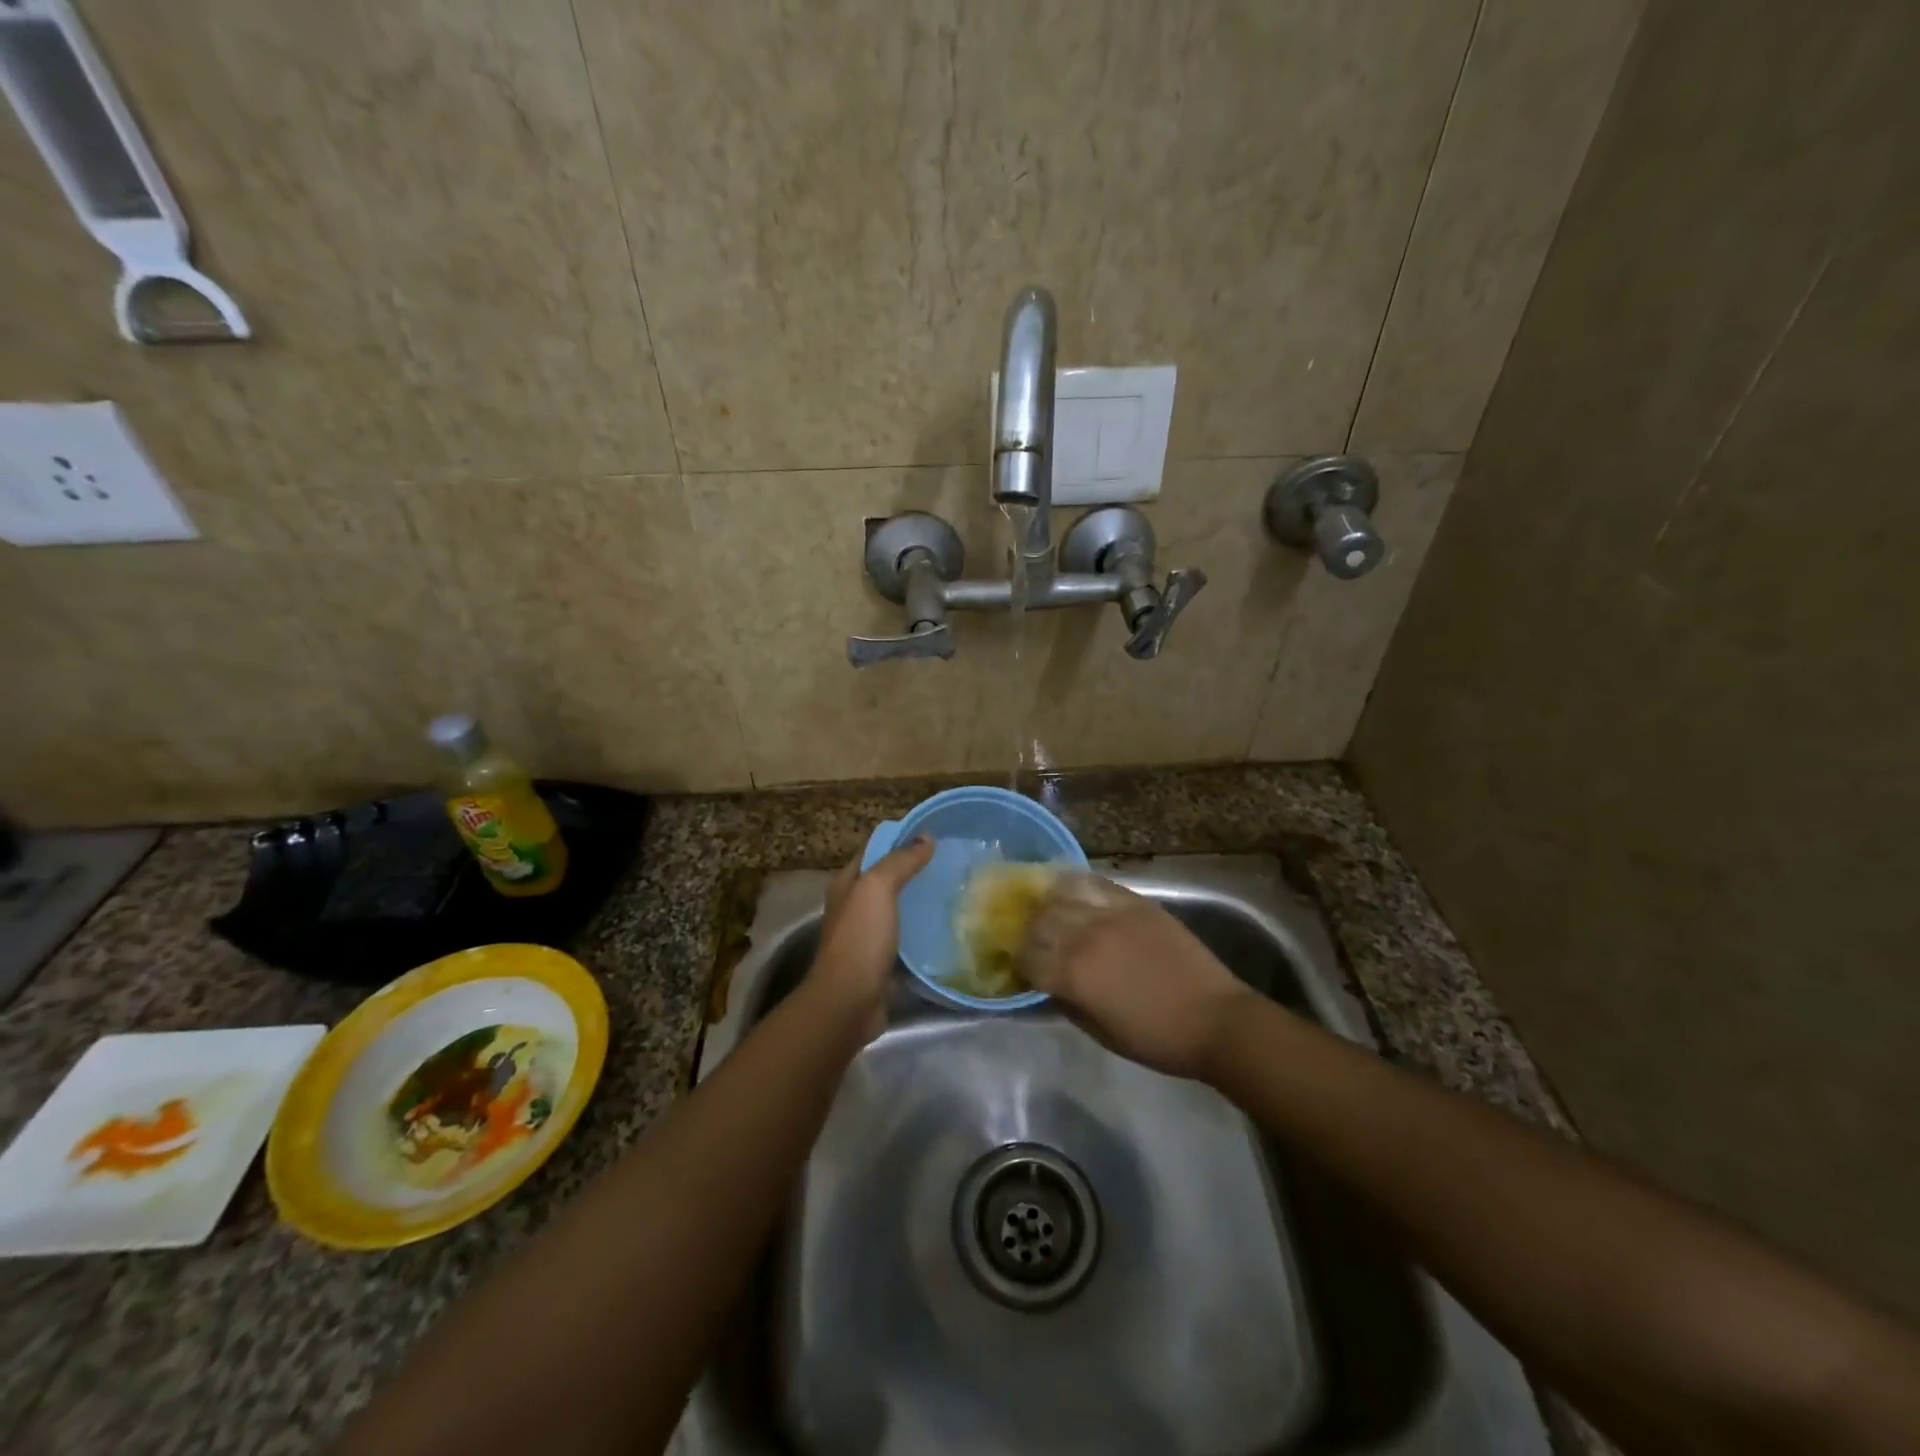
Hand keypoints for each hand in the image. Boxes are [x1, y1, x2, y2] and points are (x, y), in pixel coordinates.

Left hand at [805, 837, 934, 1037]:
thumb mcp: (878, 889)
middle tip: (949, 865)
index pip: (874, 850)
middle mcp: (852, 907)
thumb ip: (900, 861)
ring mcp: (865, 936)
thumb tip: (926, 838)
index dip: (900, 839)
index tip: (934, 836)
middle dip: (913, 870)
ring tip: (952, 893)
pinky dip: (920, 932)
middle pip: (885, 880)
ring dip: (918, 902)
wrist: (848, 1002)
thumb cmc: (860, 939)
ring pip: (895, 910)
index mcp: (846, 884)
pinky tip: (943, 930)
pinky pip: (903, 939)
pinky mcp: (879, 962)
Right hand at [1017, 872, 1255, 1079]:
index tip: (1019, 968)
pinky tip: (1070, 888)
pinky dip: (1077, 884)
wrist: (1215, 1019)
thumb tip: (1046, 985)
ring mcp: (1112, 913)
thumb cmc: (1156, 1038)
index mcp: (1074, 974)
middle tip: (1030, 939)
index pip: (1027, 957)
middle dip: (1028, 931)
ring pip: (1062, 895)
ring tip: (1045, 910)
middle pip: (1039, 921)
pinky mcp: (1136, 902)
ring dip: (1048, 904)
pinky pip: (1096, 883)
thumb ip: (1066, 1003)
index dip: (1018, 963)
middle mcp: (1086, 936)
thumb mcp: (1100, 1032)